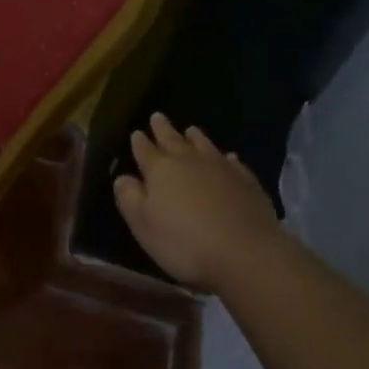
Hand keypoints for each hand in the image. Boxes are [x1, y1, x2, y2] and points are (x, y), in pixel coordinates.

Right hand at [113, 114, 279, 290]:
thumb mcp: (143, 224)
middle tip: (157, 117)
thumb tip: (122, 177)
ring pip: (203, 144)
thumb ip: (129, 197)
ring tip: (190, 130)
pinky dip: (226, 158)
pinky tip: (228, 158)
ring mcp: (220, 167)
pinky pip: (233, 162)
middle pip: (173, 139)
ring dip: (194, 137)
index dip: (139, 142)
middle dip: (163, 129)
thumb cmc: (184, 241)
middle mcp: (189, 161)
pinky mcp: (246, 180)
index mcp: (160, 170)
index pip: (145, 150)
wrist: (245, 252)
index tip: (136, 133)